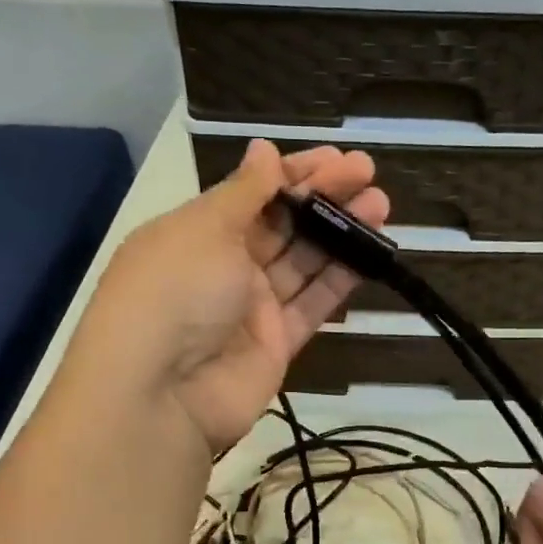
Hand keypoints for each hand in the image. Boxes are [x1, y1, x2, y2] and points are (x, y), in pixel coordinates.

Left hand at [71, 139, 388, 452]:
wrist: (160, 394)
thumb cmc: (175, 291)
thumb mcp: (205, 228)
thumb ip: (244, 191)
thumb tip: (264, 149)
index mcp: (198, 232)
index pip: (252, 193)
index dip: (294, 173)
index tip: (336, 157)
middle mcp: (225, 266)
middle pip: (283, 224)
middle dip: (324, 197)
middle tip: (367, 173)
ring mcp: (252, 307)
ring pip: (304, 261)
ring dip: (341, 232)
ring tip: (381, 204)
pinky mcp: (278, 343)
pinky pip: (313, 303)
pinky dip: (340, 278)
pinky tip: (371, 252)